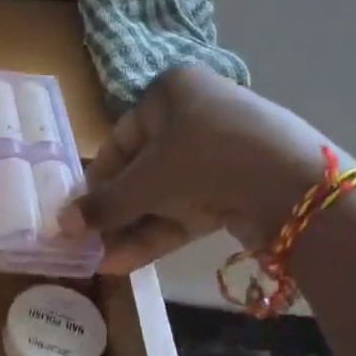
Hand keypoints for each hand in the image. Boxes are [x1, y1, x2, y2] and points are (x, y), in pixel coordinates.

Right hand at [59, 65, 338, 273]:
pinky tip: (127, 263)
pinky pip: (190, 207)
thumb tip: (62, 225)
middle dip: (115, 212)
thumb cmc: (203, 160)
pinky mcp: (240, 185)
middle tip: (90, 243)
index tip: (79, 214)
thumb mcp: (144, 183)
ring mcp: (221, 152)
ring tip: (102, 262)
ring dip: (134, 228)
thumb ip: (102, 205)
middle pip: (143, 170)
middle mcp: (195, 114)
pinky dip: (161, 232)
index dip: (96, 180)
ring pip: (166, 193)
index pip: (119, 140)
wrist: (294, 184)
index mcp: (170, 92)